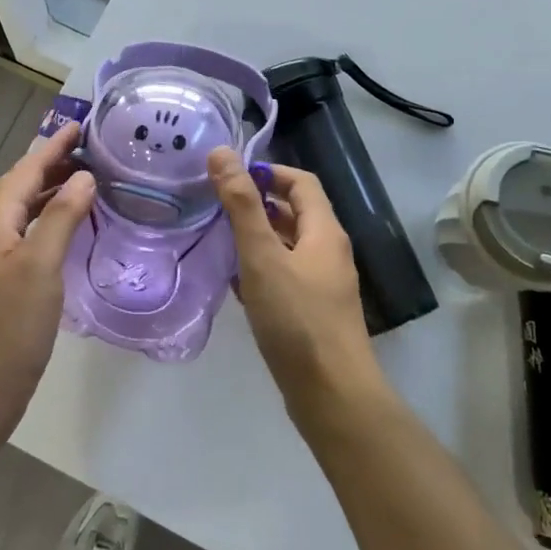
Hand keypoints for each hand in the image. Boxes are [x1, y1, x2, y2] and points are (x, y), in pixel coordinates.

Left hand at [0, 121, 95, 413]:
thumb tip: (83, 176)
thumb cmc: (10, 324)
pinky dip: (53, 219)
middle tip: (90, 149)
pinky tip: (73, 227)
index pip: (26, 171)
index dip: (53, 147)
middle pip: (23, 186)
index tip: (80, 126)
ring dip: (53, 190)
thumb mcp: (41, 265)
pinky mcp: (7, 281)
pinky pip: (32, 233)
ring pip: (27, 210)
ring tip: (87, 179)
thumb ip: (62, 216)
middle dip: (53, 163)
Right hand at [209, 148, 381, 421]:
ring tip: (220, 240)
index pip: (301, 182)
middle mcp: (328, 252)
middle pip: (295, 213)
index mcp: (324, 231)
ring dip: (258, 238)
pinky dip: (262, 270)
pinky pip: (286, 276)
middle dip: (258, 205)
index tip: (231, 177)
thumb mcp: (262, 256)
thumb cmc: (297, 319)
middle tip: (218, 207)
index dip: (268, 172)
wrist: (332, 396)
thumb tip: (222, 153)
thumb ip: (242, 205)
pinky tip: (236, 284)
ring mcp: (324, 285)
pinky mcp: (314, 313)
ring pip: (288, 247)